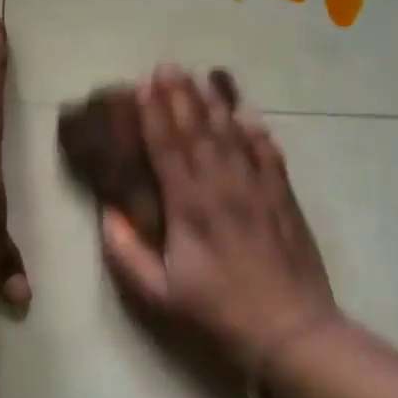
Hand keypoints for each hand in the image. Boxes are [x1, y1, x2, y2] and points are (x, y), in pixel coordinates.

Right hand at [100, 66, 338, 371]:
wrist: (290, 330)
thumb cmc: (217, 313)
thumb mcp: (158, 293)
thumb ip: (126, 252)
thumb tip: (106, 213)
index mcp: (190, 206)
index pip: (168, 147)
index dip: (153, 114)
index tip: (141, 86)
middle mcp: (224, 186)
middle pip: (199, 130)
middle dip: (180, 96)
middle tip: (167, 66)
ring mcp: (259, 188)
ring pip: (233, 135)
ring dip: (214, 104)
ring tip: (200, 78)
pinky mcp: (284, 198)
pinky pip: (269, 154)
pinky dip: (257, 132)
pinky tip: (249, 115)